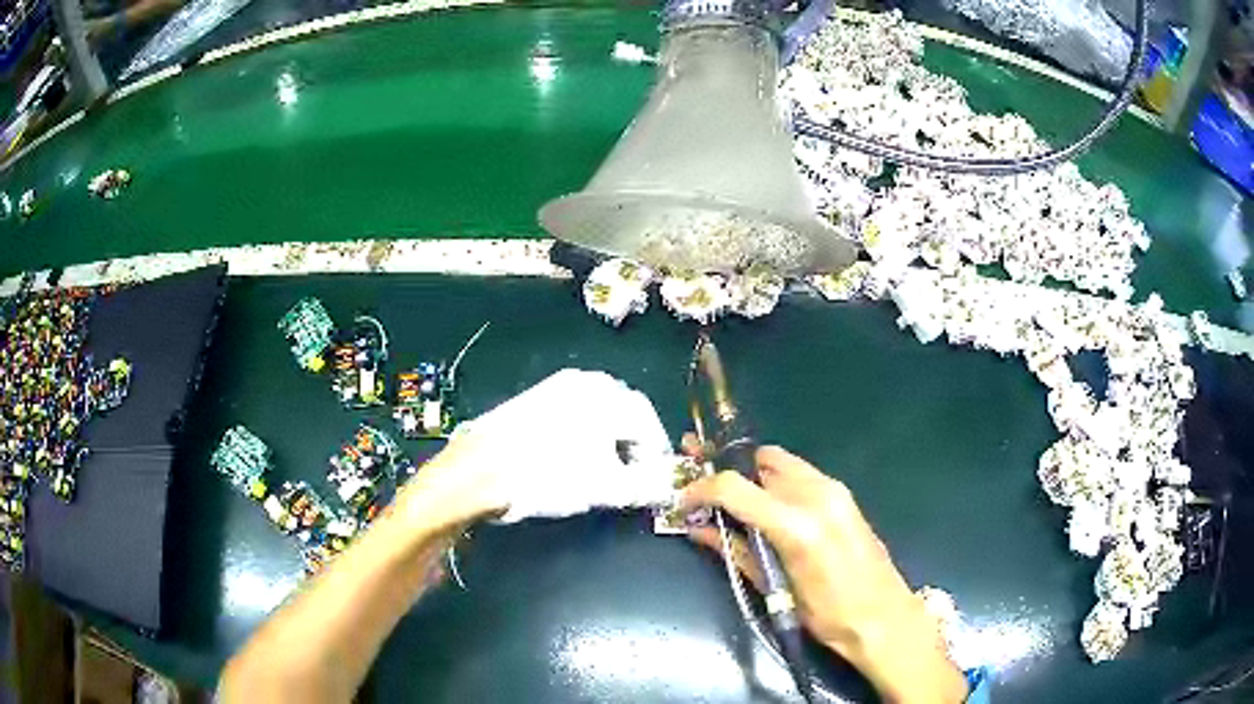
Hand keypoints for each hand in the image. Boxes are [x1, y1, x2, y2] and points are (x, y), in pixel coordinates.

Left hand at [393, 369, 675, 531]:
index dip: (656, 456)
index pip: (649, 423)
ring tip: (602, 473)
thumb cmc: (547, 476)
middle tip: (632, 478)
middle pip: (624, 415)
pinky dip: (582, 437)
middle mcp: (584, 381)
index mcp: (607, 395)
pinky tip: (571, 460)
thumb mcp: (605, 488)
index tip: (655, 481)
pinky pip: (571, 415)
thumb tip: (666, 489)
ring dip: (608, 442)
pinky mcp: (532, 399)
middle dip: (633, 448)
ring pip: (597, 415)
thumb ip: (644, 487)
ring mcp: (554, 387)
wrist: (477, 472)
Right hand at [681, 444, 966, 703]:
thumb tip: (699, 529)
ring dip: (752, 473)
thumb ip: (736, 552)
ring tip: (730, 493)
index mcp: (796, 524)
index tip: (683, 499)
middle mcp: (816, 494)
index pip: (734, 487)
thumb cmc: (827, 615)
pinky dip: (776, 481)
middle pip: (759, 462)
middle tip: (701, 481)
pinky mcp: (843, 495)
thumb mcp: (775, 588)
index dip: (701, 488)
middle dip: (727, 469)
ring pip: (780, 463)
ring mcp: (834, 490)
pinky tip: (766, 504)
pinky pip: (800, 474)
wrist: (884, 617)